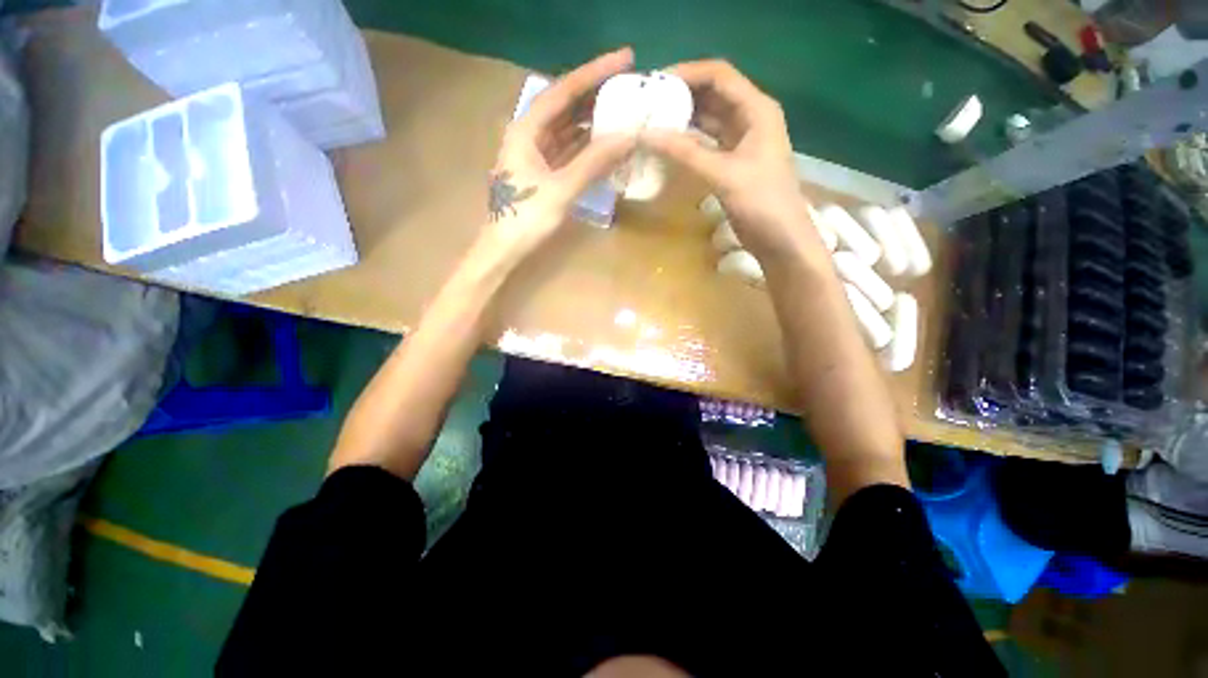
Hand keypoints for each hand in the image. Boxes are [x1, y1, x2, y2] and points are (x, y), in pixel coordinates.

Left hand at [483, 48, 638, 263]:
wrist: (504, 249)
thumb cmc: (526, 218)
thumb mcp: (561, 189)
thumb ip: (593, 163)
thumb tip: (627, 137)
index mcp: (526, 130)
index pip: (564, 91)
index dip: (594, 73)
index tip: (625, 59)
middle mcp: (529, 134)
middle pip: (566, 106)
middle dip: (596, 94)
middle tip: (629, 85)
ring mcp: (535, 154)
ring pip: (568, 128)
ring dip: (593, 120)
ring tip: (623, 109)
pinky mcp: (542, 171)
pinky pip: (568, 150)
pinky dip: (587, 145)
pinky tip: (606, 142)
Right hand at [644, 60, 821, 263]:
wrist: (780, 238)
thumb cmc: (761, 202)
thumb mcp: (723, 174)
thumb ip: (686, 153)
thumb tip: (646, 135)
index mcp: (756, 109)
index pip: (719, 76)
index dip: (687, 73)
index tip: (655, 81)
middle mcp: (750, 117)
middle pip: (712, 94)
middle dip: (681, 94)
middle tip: (647, 102)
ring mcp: (741, 141)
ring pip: (708, 119)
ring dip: (683, 118)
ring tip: (652, 120)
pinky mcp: (732, 162)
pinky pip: (706, 142)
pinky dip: (688, 142)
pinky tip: (668, 144)